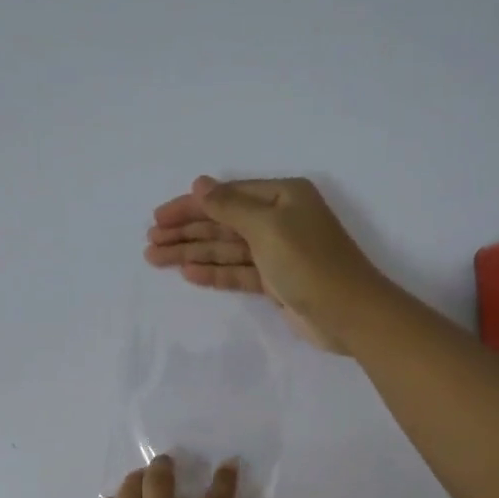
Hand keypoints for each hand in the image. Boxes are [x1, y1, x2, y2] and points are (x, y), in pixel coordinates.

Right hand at [144, 176, 389, 352]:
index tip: (158, 218)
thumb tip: (200, 183)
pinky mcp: (276, 281)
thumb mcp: (267, 227)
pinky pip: (238, 271)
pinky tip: (188, 272)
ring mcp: (278, 252)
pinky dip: (213, 272)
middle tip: (150, 242)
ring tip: (156, 258)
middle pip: (223, 222)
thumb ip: (229, 206)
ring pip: (226, 249)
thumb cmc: (309, 262)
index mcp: (282, 196)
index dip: (190, 206)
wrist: (348, 313)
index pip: (226, 196)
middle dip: (186, 231)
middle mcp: (280, 219)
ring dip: (192, 252)